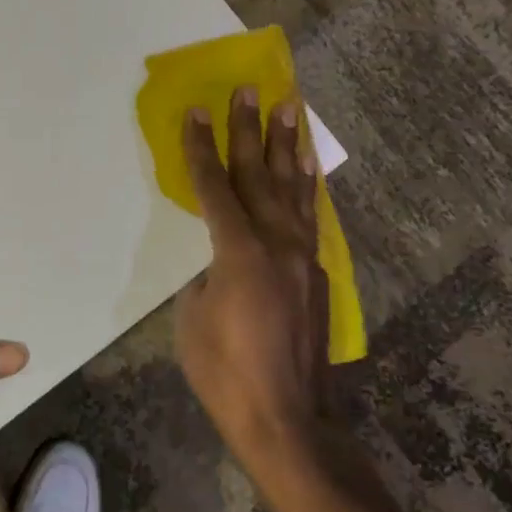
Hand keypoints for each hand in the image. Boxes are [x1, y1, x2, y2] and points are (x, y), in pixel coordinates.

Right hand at [173, 87, 329, 463]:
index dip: (202, 148)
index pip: (215, 187)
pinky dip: (305, 187)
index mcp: (240, 252)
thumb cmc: (226, 373)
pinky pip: (309, 217)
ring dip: (288, 148)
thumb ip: (206, 274)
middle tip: (252, 90)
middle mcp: (278, 244)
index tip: (197, 111)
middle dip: (251, 130)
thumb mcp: (193, 318)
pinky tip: (305, 171)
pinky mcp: (318, 275)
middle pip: (259, 175)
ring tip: (291, 110)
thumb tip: (220, 259)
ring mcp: (304, 258)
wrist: (288, 420)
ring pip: (294, 189)